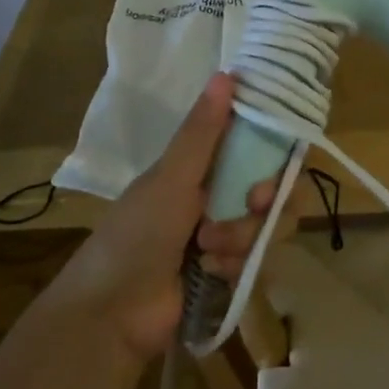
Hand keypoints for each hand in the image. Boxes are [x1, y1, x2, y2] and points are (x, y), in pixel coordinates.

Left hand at [49, 73, 276, 356]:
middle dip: (265, 203)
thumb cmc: (136, 235)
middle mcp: (219, 198)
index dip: (275, 154)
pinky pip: (260, 261)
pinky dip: (238, 266)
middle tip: (251, 206)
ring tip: (209, 253)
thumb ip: (202, 132)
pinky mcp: (231, 273)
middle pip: (275, 191)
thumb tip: (227, 73)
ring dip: (245, 238)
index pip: (258, 149)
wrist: (113, 314)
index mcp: (202, 168)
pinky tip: (212, 274)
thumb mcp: (171, 179)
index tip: (273, 164)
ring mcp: (226, 238)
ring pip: (270, 227)